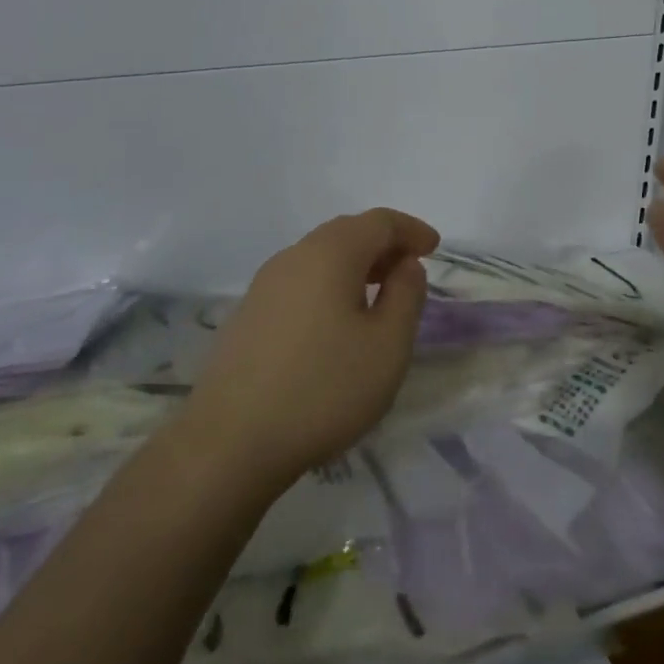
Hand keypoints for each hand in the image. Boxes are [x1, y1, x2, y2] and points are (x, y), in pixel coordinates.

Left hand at [179, 209, 440, 493]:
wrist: (229, 442)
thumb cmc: (323, 389)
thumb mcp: (387, 346)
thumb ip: (406, 296)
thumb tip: (405, 265)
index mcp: (330, 253)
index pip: (378, 221)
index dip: (410, 229)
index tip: (434, 247)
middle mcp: (293, 256)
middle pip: (346, 233)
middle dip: (383, 245)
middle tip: (409, 270)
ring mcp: (264, 285)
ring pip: (319, 257)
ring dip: (355, 266)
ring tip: (378, 297)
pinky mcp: (247, 315)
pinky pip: (300, 282)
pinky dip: (328, 286)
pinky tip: (336, 323)